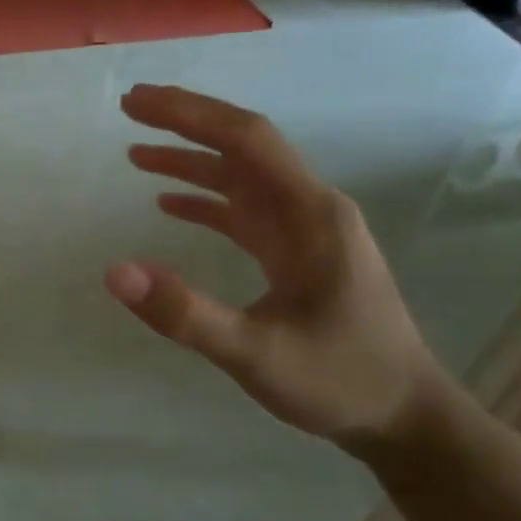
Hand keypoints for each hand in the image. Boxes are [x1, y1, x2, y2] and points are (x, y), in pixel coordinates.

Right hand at [106, 84, 447, 456]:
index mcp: (310, 214)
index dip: (190, 114)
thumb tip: (115, 272)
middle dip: (186, 122)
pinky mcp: (297, 252)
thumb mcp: (256, 354)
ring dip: (191, 160)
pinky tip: (170, 204)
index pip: (246, 140)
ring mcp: (304, 230)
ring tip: (136, 152)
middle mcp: (309, 208)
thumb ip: (186, 313)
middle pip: (243, 146)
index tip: (138, 102)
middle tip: (130, 108)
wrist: (405, 418)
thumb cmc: (339, 380)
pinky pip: (245, 211)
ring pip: (241, 177)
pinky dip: (206, 201)